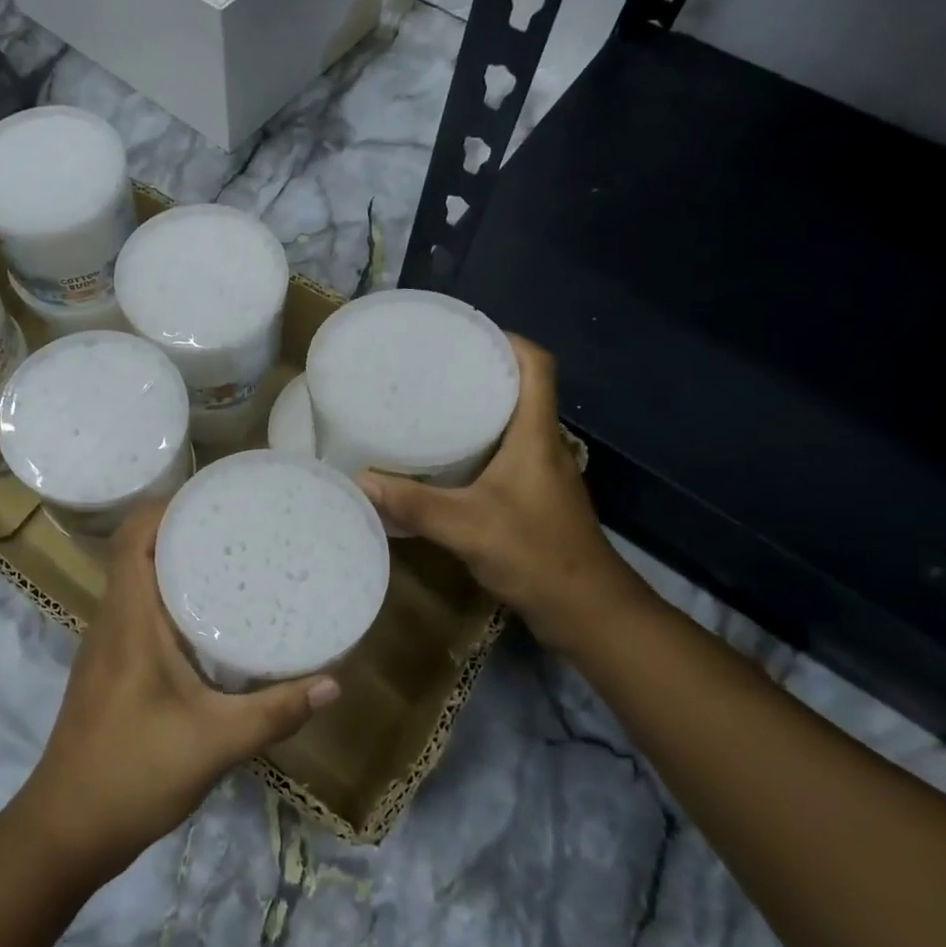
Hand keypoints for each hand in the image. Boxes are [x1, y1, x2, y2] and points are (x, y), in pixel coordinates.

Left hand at [17, 501, 340, 880]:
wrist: (64, 833)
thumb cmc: (132, 775)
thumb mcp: (214, 743)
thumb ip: (275, 712)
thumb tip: (334, 683)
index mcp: (129, 621)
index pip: (134, 538)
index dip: (166, 506)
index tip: (214, 495)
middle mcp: (112, 620)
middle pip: (137, 550)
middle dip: (181, 526)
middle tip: (238, 522)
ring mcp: (107, 645)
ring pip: (136, 580)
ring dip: (174, 560)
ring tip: (230, 555)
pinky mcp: (110, 667)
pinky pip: (138, 609)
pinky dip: (168, 595)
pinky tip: (208, 615)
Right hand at [358, 336, 646, 654]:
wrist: (586, 612)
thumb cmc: (538, 556)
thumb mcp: (469, 528)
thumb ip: (414, 505)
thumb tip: (358, 480)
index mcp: (536, 435)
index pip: (537, 366)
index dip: (507, 340)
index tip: (463, 334)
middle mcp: (541, 444)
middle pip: (518, 389)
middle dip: (478, 371)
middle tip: (428, 367)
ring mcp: (538, 473)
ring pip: (508, 423)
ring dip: (475, 409)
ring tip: (425, 403)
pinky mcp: (530, 498)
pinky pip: (500, 454)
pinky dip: (473, 446)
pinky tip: (439, 459)